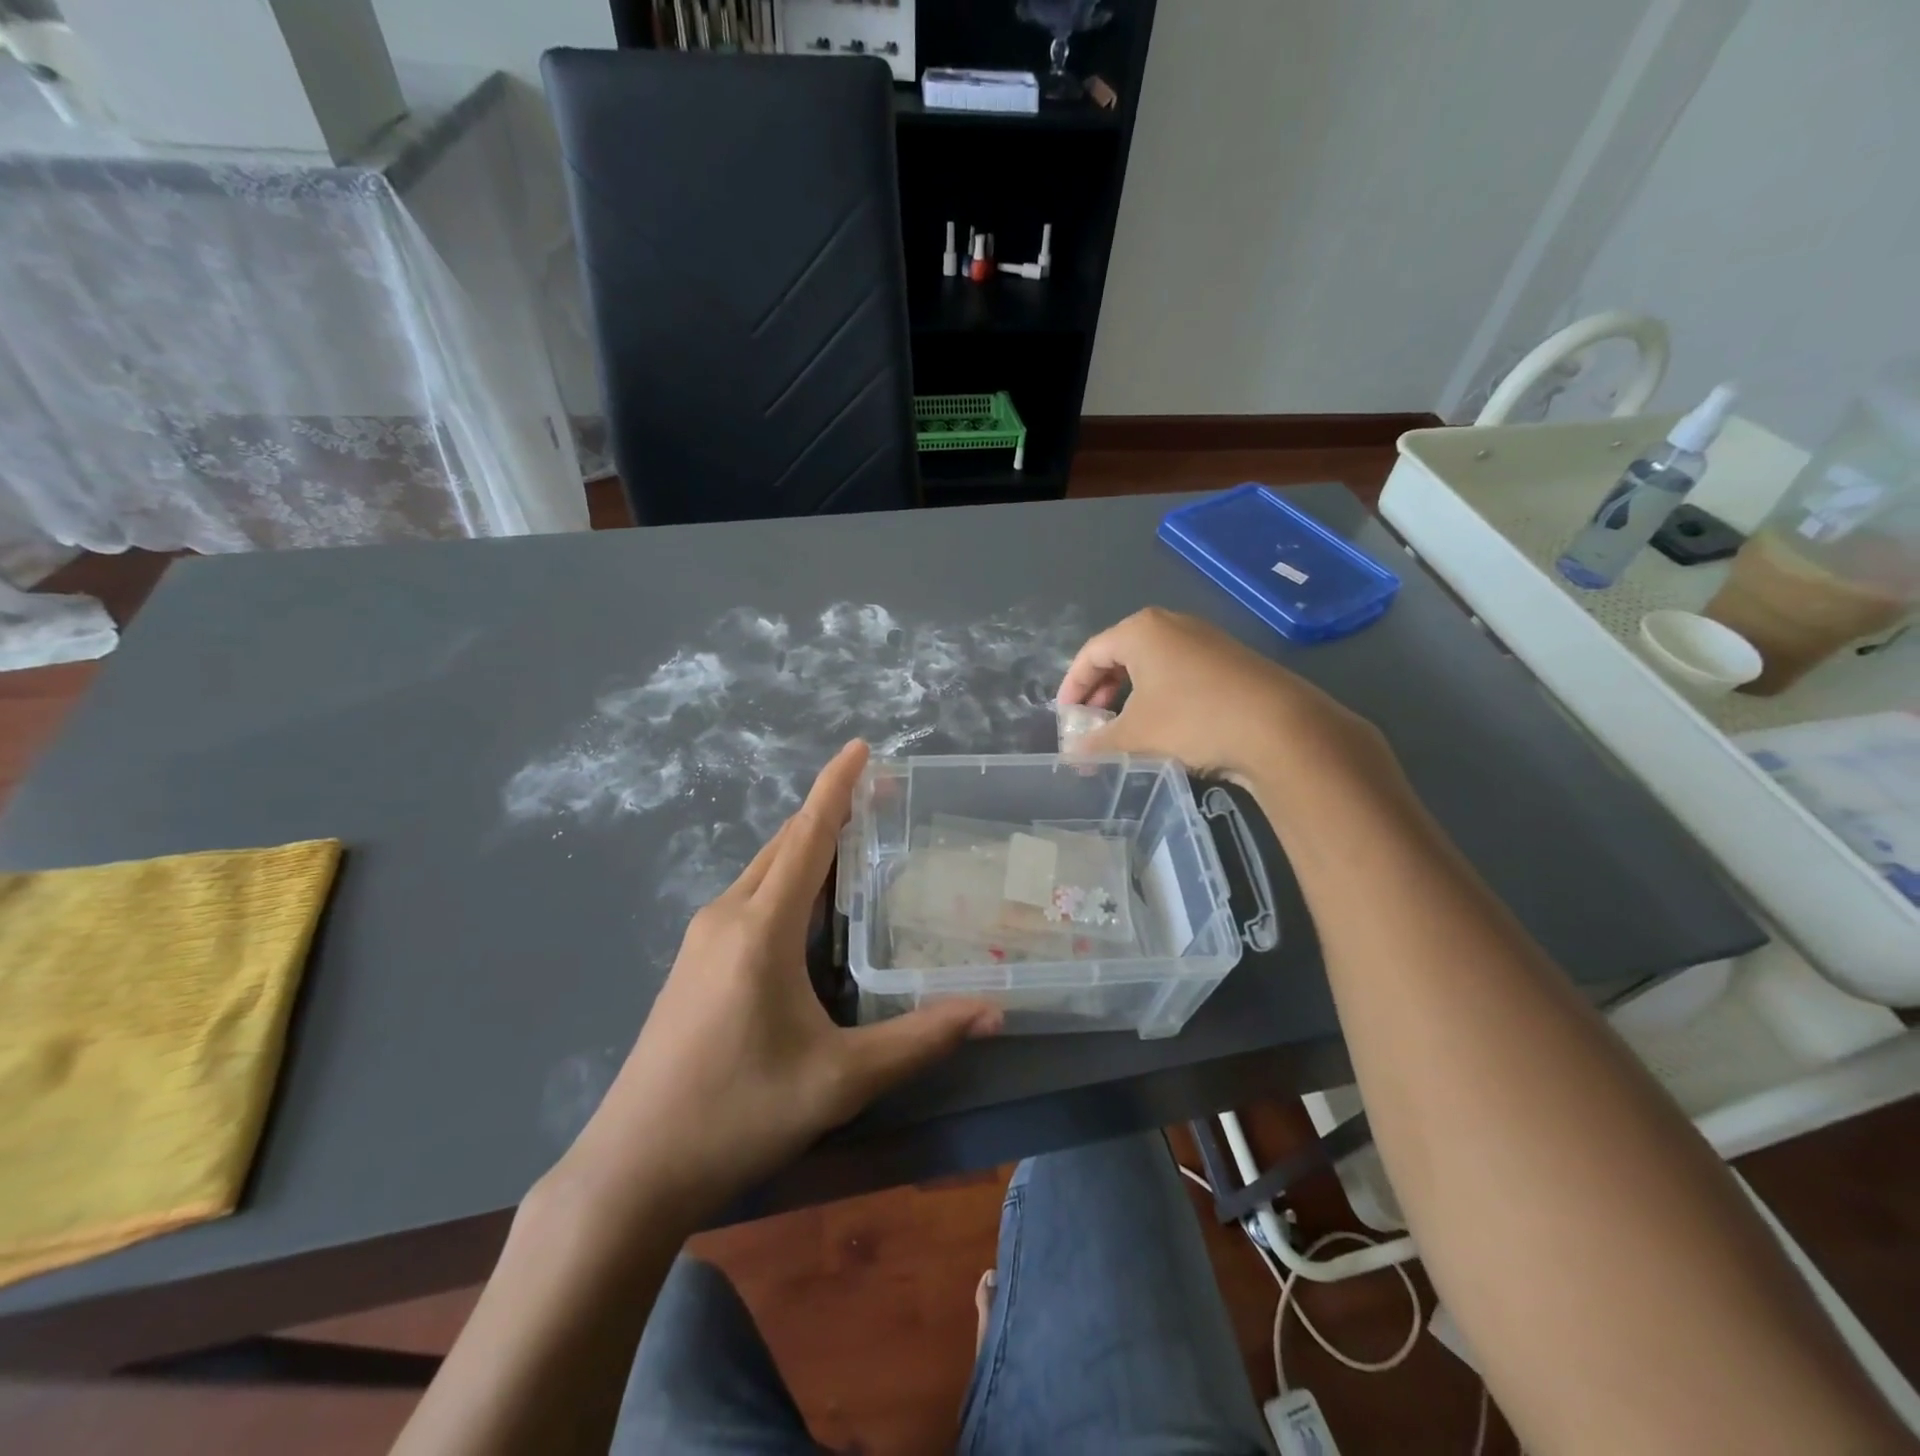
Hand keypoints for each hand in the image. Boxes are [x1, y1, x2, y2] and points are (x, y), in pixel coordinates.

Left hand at [554, 740, 1001, 1226]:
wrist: (632, 1170)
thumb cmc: (738, 1114)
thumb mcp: (839, 1079)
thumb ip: (919, 1040)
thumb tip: (993, 1011)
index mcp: (760, 928)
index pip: (806, 837)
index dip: (836, 787)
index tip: (861, 747)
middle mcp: (727, 917)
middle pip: (785, 846)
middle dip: (830, 814)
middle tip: (883, 800)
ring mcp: (703, 939)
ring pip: (765, 871)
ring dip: (808, 849)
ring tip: (859, 844)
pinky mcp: (694, 962)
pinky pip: (751, 898)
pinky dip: (788, 881)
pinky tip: (814, 908)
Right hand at [1058, 608, 1393, 792]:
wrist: (1279, 728)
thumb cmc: (1192, 719)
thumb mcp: (1134, 735)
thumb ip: (1097, 744)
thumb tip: (1074, 755)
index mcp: (1141, 630)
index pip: (1090, 653)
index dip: (1072, 687)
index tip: (1065, 718)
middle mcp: (1173, 625)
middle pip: (1121, 656)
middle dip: (1101, 693)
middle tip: (1092, 725)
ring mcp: (1206, 641)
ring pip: (1152, 666)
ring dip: (1131, 698)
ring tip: (1125, 730)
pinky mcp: (1230, 662)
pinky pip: (1180, 674)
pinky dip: (1161, 698)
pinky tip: (1164, 729)